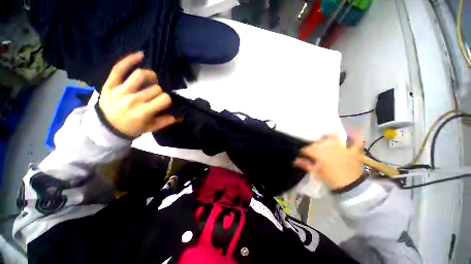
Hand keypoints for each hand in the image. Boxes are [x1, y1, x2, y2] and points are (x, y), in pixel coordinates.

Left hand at [98, 52, 175, 137]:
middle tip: (154, 95)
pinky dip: (130, 60)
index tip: (163, 102)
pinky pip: (119, 68)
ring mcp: (120, 91)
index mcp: (144, 112)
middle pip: (155, 88)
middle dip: (158, 91)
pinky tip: (140, 55)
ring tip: (151, 80)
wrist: (105, 127)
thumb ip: (165, 121)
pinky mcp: (110, 84)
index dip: (167, 99)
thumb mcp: (150, 128)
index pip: (164, 99)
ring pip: (140, 75)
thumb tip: (179, 116)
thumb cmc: (131, 128)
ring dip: (150, 76)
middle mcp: (133, 100)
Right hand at [295, 132, 363, 189]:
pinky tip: (351, 132)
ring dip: (329, 137)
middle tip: (314, 148)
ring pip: (335, 137)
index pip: (309, 149)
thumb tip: (295, 160)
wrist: (351, 187)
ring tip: (326, 138)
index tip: (302, 152)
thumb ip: (305, 164)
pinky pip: (357, 141)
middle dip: (315, 144)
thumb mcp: (316, 172)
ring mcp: (344, 149)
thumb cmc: (331, 180)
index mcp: (321, 155)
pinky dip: (355, 136)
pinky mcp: (355, 151)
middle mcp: (332, 149)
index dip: (304, 150)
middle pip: (320, 141)